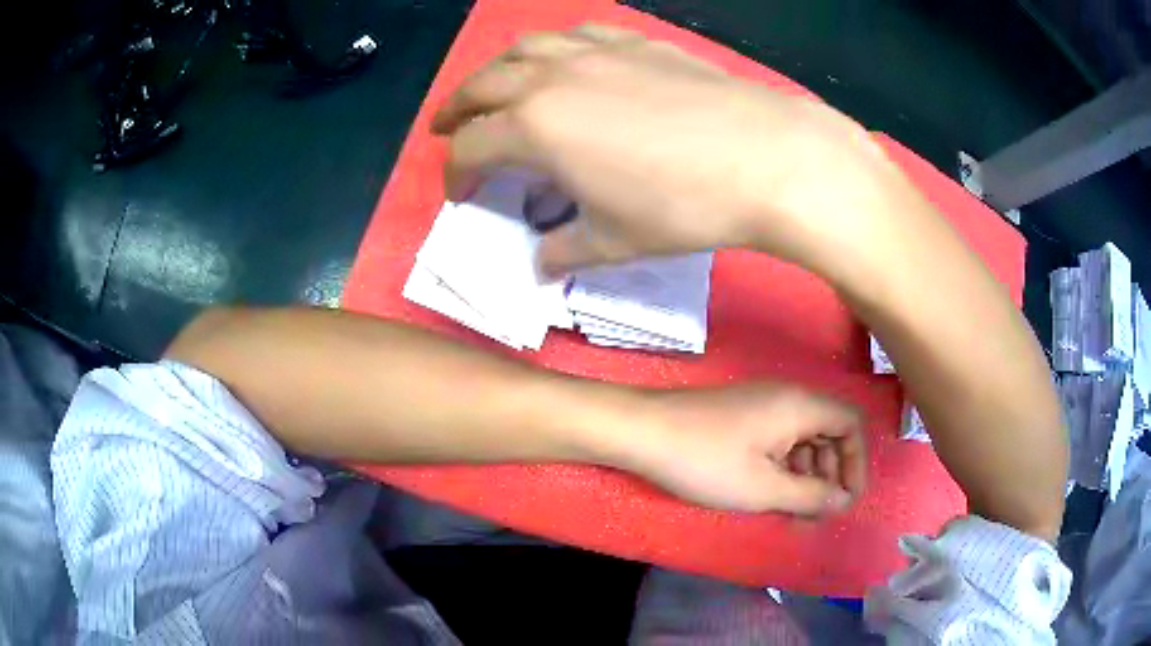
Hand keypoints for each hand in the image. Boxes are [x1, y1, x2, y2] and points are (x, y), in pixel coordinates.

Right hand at [432, 24, 878, 276]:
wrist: (766, 156)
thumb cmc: (684, 204)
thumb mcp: (615, 242)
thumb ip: (565, 251)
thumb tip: (540, 264)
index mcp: (535, 128)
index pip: (470, 147)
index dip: (455, 174)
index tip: (459, 194)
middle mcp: (553, 77)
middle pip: (481, 85)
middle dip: (455, 110)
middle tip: (445, 127)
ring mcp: (596, 51)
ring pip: (524, 47)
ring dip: (497, 69)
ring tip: (494, 87)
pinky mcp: (636, 42)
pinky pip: (577, 33)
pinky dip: (555, 46)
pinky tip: (564, 58)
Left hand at [618, 383, 866, 515]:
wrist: (641, 431)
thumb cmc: (706, 462)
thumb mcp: (763, 488)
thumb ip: (810, 496)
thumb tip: (843, 500)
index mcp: (801, 406)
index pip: (852, 425)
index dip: (856, 464)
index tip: (842, 501)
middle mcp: (787, 398)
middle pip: (829, 432)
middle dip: (829, 475)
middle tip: (813, 516)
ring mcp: (763, 405)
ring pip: (803, 439)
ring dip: (806, 476)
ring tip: (792, 513)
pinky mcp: (742, 416)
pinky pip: (779, 440)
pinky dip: (784, 467)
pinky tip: (770, 495)